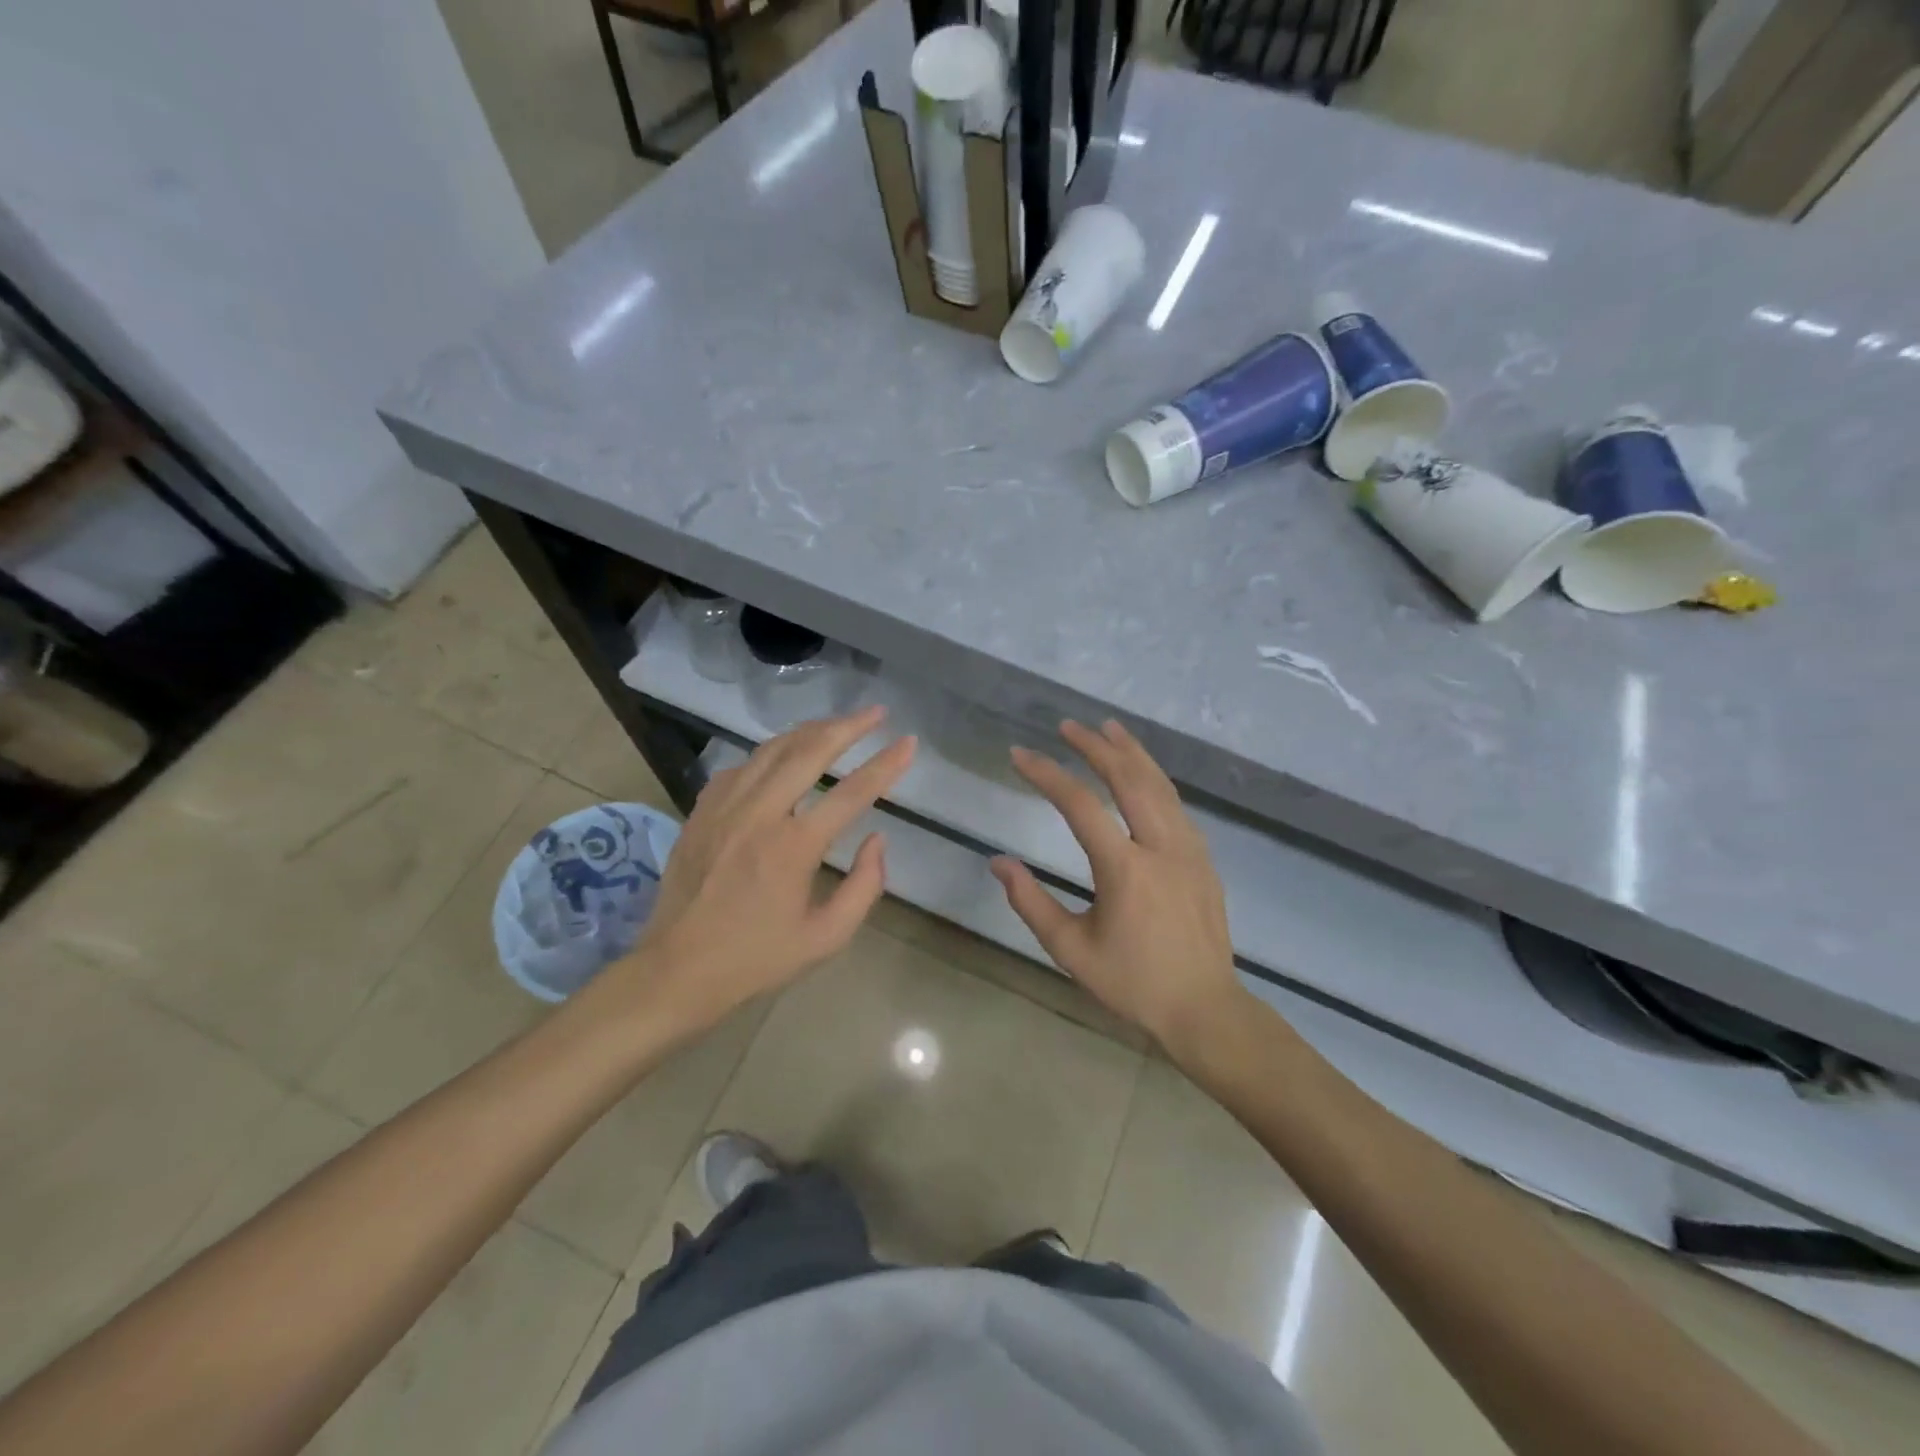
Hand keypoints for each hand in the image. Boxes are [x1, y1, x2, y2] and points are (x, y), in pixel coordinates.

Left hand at [630, 705, 914, 1027]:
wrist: (675, 970)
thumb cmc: (756, 959)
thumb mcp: (825, 938)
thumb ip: (863, 887)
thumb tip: (877, 839)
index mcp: (794, 847)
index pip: (852, 792)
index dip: (885, 764)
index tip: (909, 743)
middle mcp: (760, 814)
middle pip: (810, 752)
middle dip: (848, 726)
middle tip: (875, 713)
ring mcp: (725, 807)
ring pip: (772, 750)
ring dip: (809, 731)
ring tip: (836, 723)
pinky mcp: (701, 811)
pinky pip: (741, 767)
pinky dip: (769, 754)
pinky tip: (782, 756)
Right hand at [990, 719, 1240, 1050]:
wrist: (1204, 1010)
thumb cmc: (1132, 983)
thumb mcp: (1070, 950)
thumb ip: (1030, 902)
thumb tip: (998, 862)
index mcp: (1126, 870)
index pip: (1081, 805)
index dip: (1047, 775)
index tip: (1020, 756)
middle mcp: (1161, 847)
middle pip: (1129, 779)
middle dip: (1096, 747)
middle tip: (1067, 726)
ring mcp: (1189, 849)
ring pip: (1160, 785)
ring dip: (1131, 752)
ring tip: (1107, 728)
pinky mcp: (1202, 858)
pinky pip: (1175, 804)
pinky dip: (1154, 777)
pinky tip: (1141, 772)